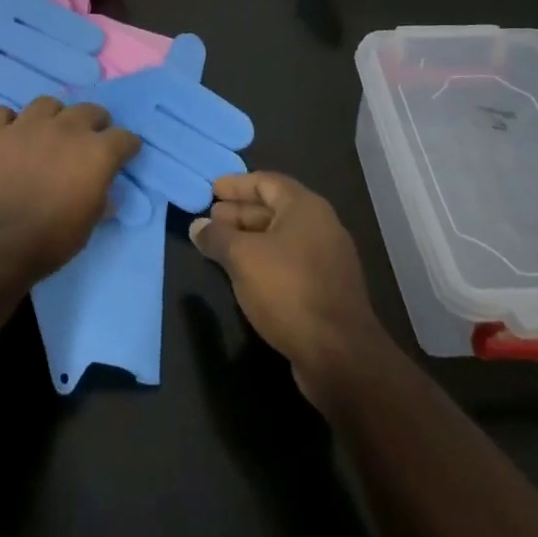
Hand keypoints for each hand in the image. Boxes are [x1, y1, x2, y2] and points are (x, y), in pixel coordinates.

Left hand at [0, 96, 140, 281]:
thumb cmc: (48, 241)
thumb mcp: (87, 227)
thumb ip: (99, 201)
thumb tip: (104, 193)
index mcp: (96, 153)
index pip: (124, 137)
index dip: (126, 146)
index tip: (124, 155)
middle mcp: (65, 128)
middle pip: (89, 110)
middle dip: (93, 123)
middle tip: (87, 141)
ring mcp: (26, 125)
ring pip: (46, 104)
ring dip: (52, 117)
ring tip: (46, 134)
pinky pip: (1, 113)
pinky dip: (6, 123)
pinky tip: (6, 137)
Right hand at [189, 171, 385, 400]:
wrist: (339, 354)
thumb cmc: (288, 290)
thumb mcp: (243, 258)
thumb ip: (217, 237)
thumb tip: (198, 226)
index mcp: (305, 208)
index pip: (266, 182)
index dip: (237, 184)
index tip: (212, 189)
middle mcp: (320, 226)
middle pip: (274, 209)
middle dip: (240, 212)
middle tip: (210, 218)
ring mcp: (327, 259)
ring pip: (281, 238)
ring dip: (249, 238)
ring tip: (219, 245)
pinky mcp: (327, 289)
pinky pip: (289, 262)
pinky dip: (264, 260)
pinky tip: (243, 274)